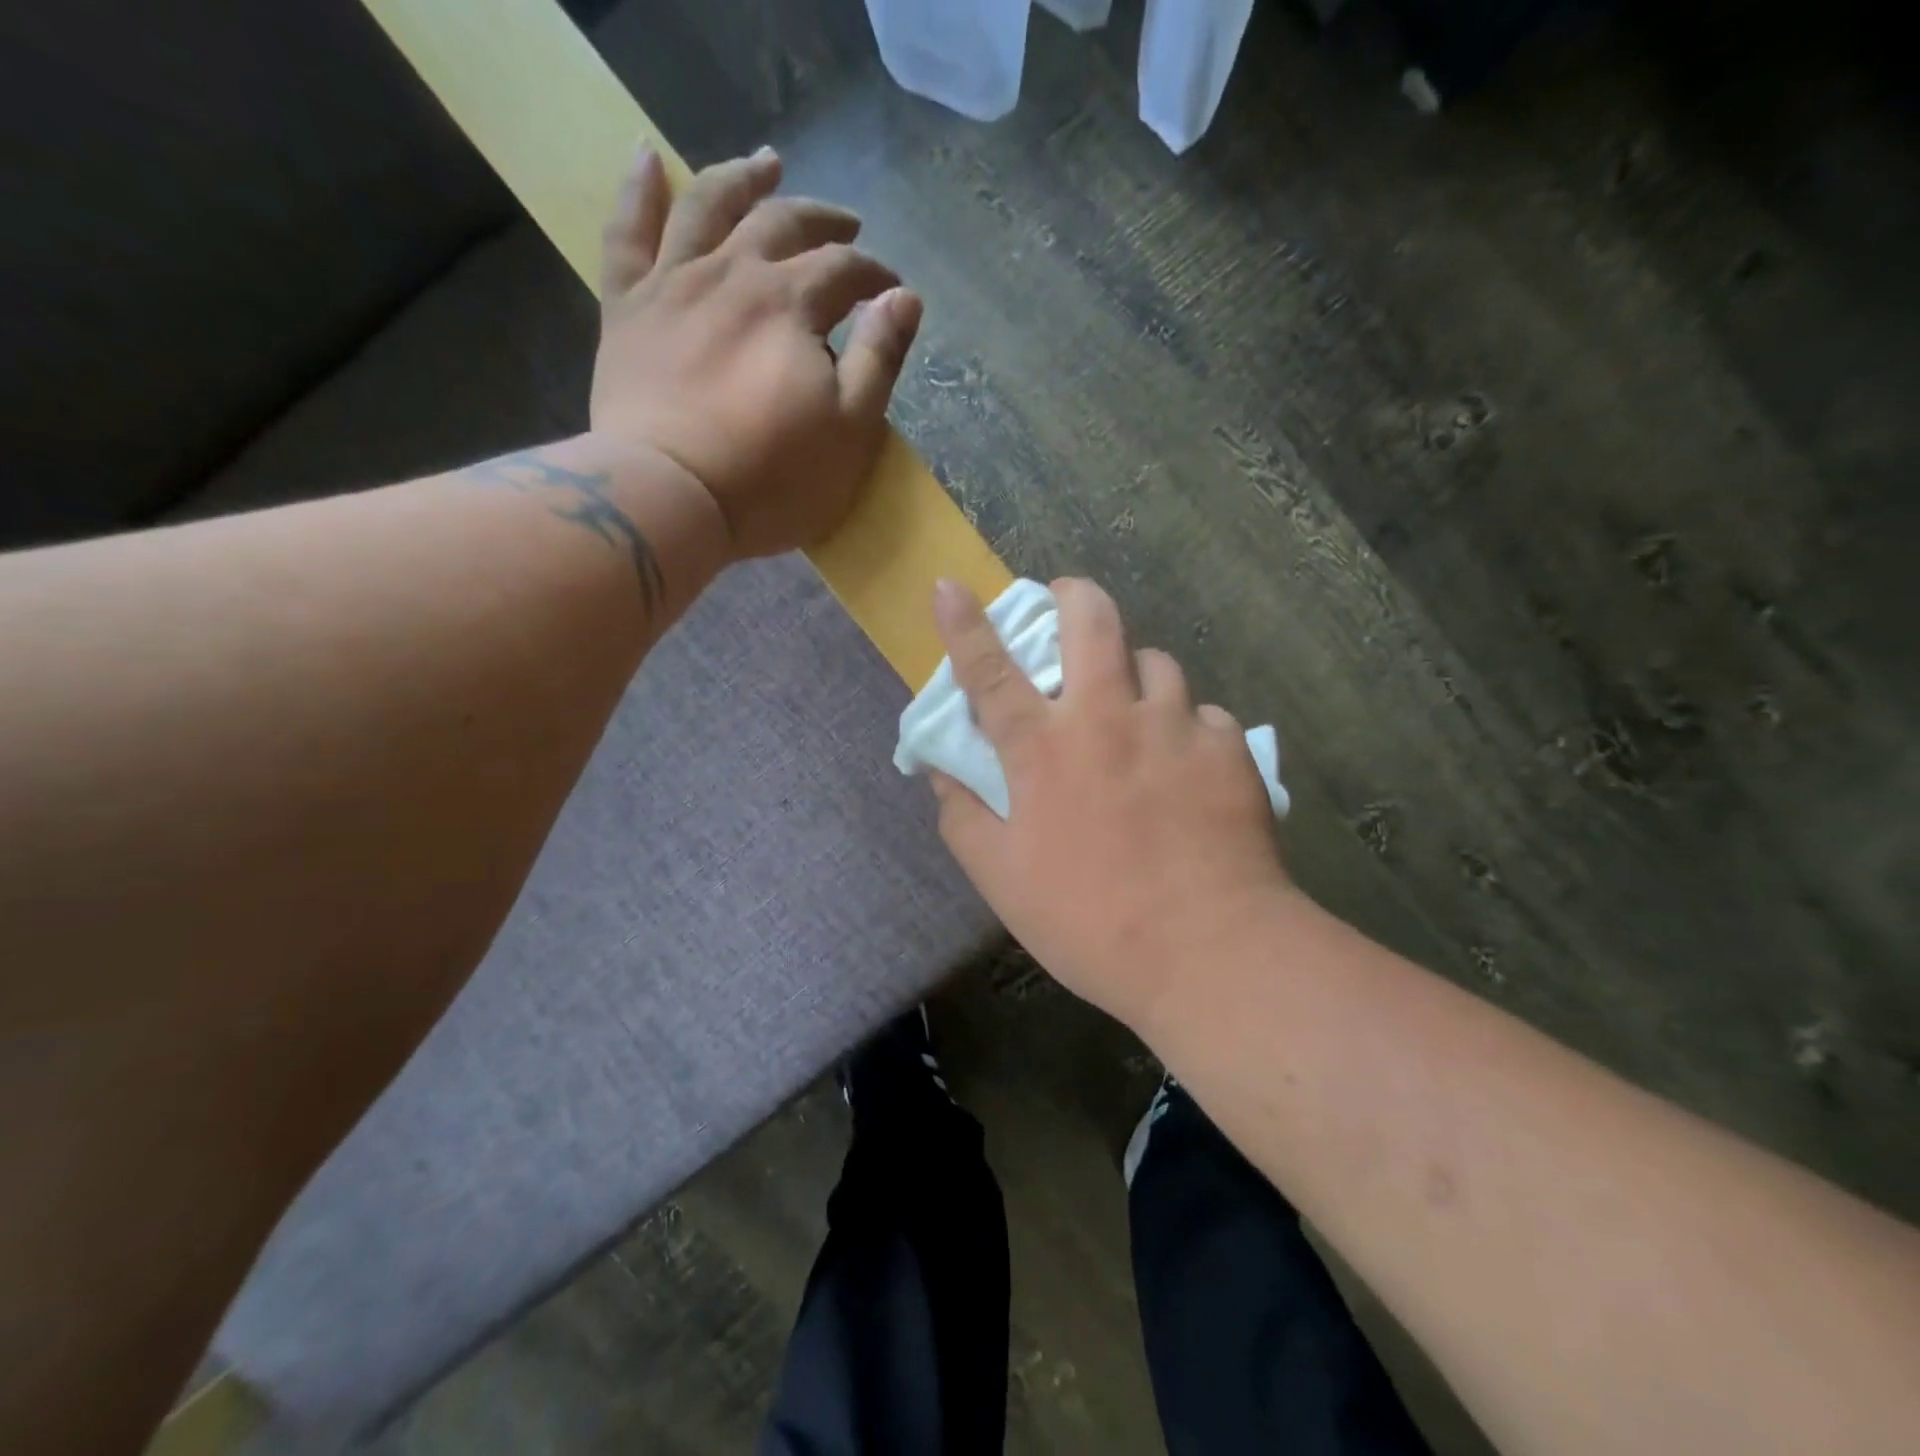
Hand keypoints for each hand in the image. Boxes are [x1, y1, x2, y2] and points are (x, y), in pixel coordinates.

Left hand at [591, 146, 923, 559]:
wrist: (670, 497)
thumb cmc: (772, 477)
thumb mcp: (850, 429)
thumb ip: (880, 358)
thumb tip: (905, 298)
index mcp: (790, 303)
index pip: (843, 270)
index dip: (874, 276)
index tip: (892, 291)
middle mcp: (732, 274)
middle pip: (781, 225)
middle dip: (821, 221)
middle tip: (845, 224)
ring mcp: (672, 285)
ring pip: (707, 207)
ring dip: (742, 181)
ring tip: (766, 165)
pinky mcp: (626, 311)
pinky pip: (626, 234)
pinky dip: (638, 191)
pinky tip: (648, 157)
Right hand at [927, 578, 1293, 1032]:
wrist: (1210, 952)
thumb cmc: (1090, 921)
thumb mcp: (1002, 881)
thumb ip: (963, 817)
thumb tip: (941, 772)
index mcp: (1044, 749)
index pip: (990, 670)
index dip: (964, 625)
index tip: (949, 583)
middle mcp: (1108, 717)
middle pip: (1091, 620)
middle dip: (1073, 595)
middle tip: (1068, 602)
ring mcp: (1175, 725)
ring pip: (1155, 661)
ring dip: (1135, 672)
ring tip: (1135, 708)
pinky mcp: (1228, 747)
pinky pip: (1203, 713)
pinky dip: (1187, 727)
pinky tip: (1188, 765)